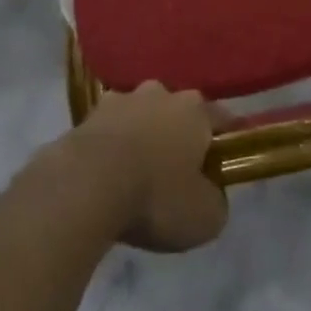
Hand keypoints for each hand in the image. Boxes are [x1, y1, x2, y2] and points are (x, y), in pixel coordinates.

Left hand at [64, 82, 229, 252]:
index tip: (223, 162)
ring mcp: (122, 99)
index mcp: (195, 110)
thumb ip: (217, 200)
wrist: (85, 187)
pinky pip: (109, 129)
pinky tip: (107, 173)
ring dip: (142, 135)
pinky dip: (111, 146)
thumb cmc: (155, 197)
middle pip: (178, 112)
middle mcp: (161, 93)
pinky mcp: (87, 114)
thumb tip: (212, 193)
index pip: (221, 119)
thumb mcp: (204, 217)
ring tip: (137, 172)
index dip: (225, 140)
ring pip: (141, 115)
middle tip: (177, 170)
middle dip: (179, 135)